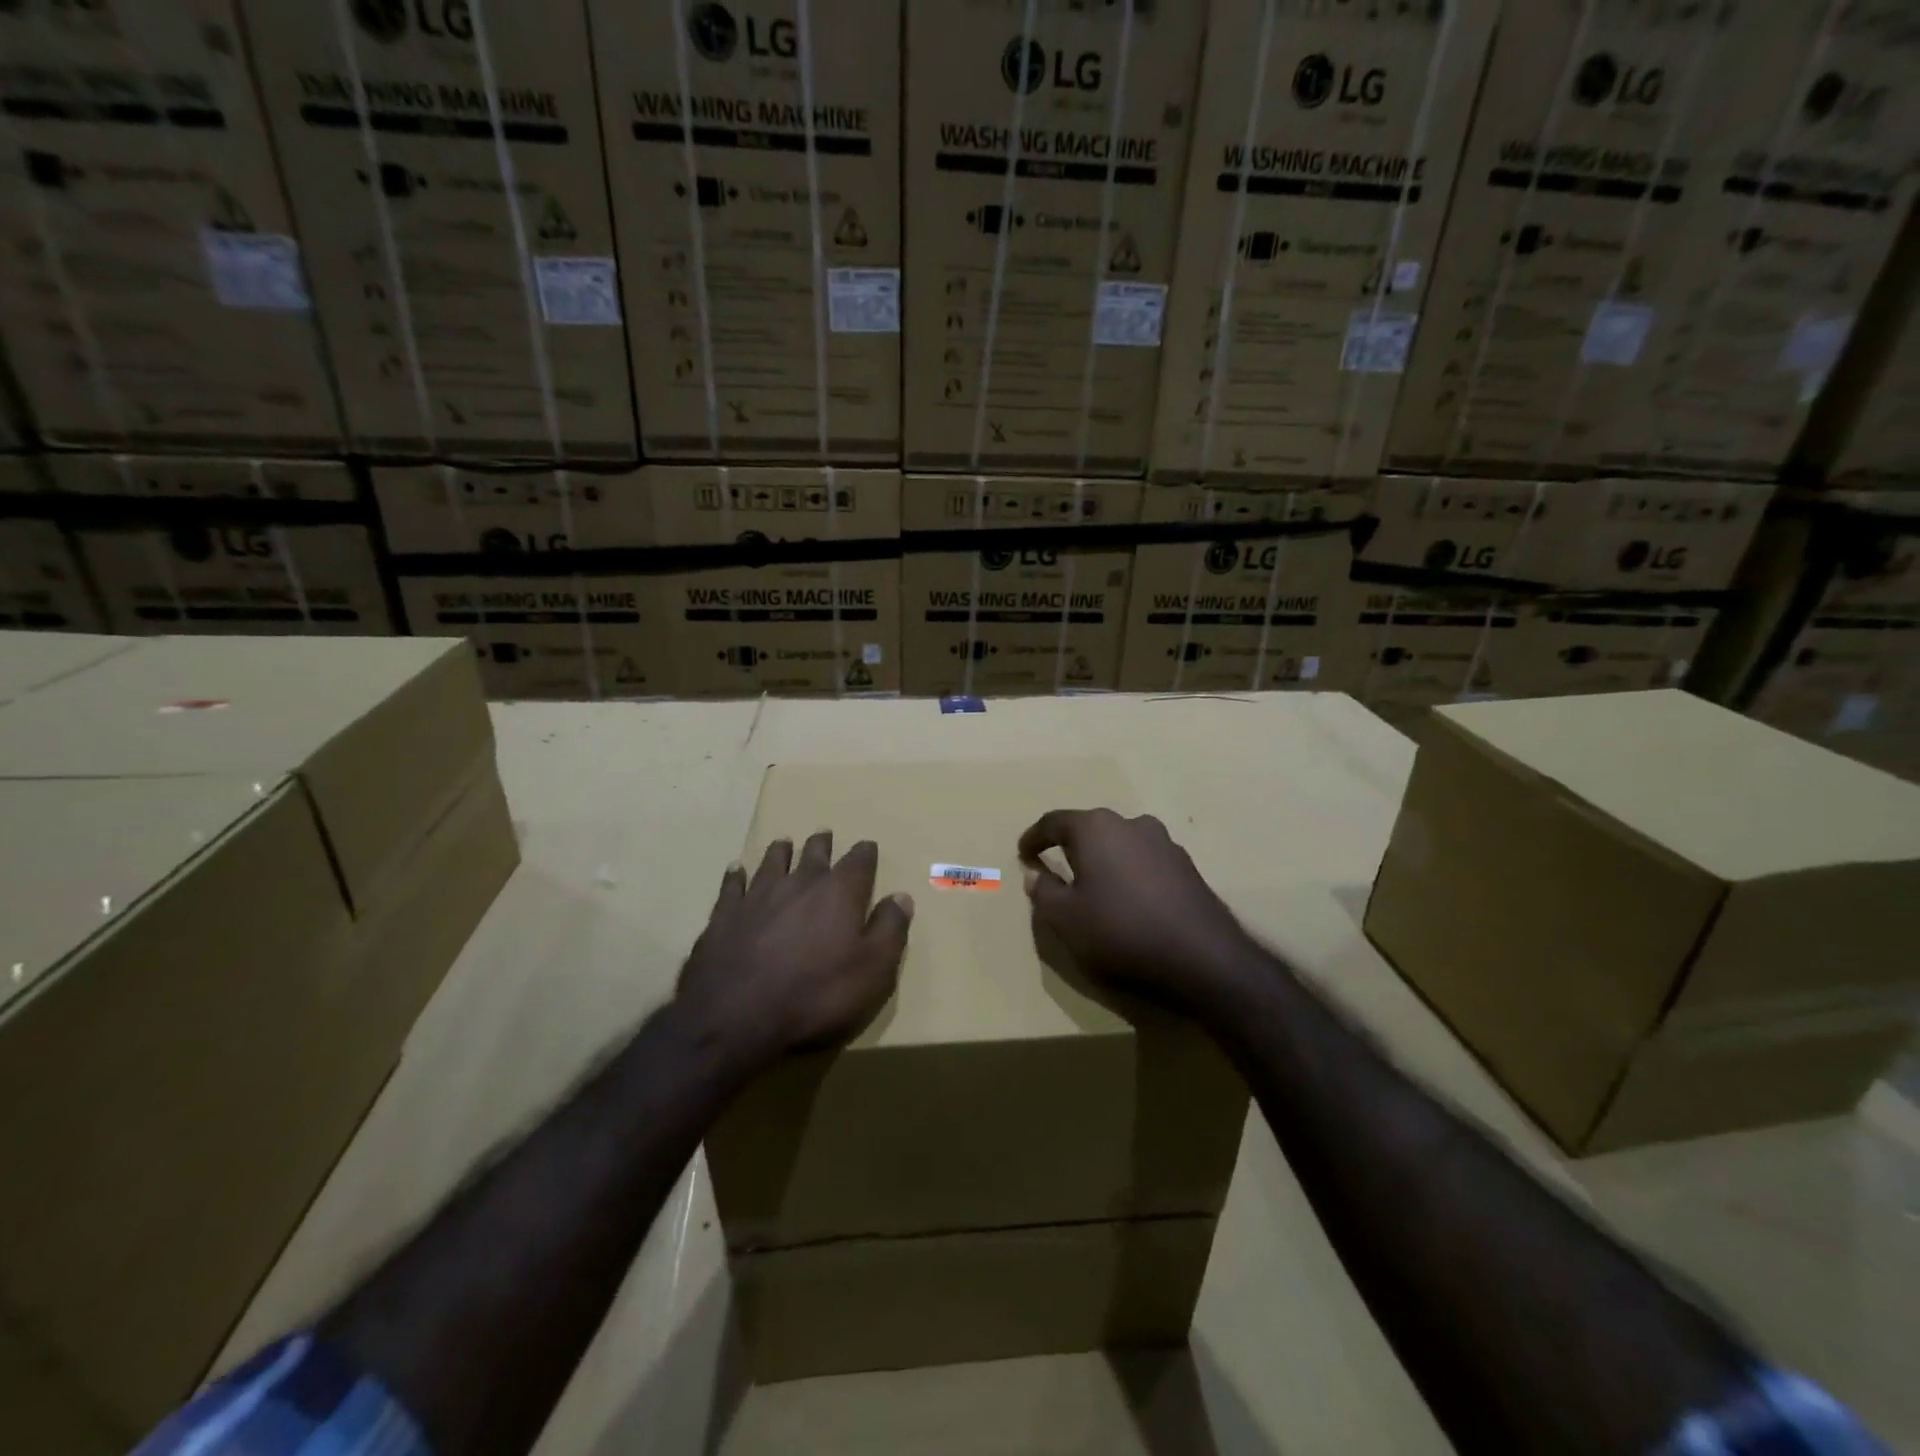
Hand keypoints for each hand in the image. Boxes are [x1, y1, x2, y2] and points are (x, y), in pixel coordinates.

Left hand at [677, 832, 912, 1068]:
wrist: (737, 1015)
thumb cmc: (817, 994)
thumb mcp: (873, 970)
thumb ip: (890, 929)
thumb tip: (901, 897)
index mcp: (840, 893)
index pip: (858, 862)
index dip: (865, 853)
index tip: (868, 846)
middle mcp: (800, 883)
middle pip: (814, 854)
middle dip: (822, 845)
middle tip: (824, 835)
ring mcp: (758, 896)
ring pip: (773, 862)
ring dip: (781, 851)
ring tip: (784, 842)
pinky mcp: (724, 915)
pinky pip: (732, 885)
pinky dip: (736, 875)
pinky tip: (736, 869)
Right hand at [1019, 808, 1256, 1015]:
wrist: (1202, 958)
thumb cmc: (1120, 932)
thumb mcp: (1065, 919)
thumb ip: (1044, 892)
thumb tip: (1035, 874)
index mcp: (1095, 828)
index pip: (1054, 822)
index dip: (1034, 838)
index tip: (1023, 853)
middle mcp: (1131, 824)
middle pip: (1090, 828)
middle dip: (1070, 846)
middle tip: (1056, 868)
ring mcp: (1164, 843)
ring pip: (1121, 843)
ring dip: (1103, 859)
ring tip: (1094, 886)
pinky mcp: (1187, 866)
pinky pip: (1145, 861)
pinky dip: (1129, 873)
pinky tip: (1128, 900)